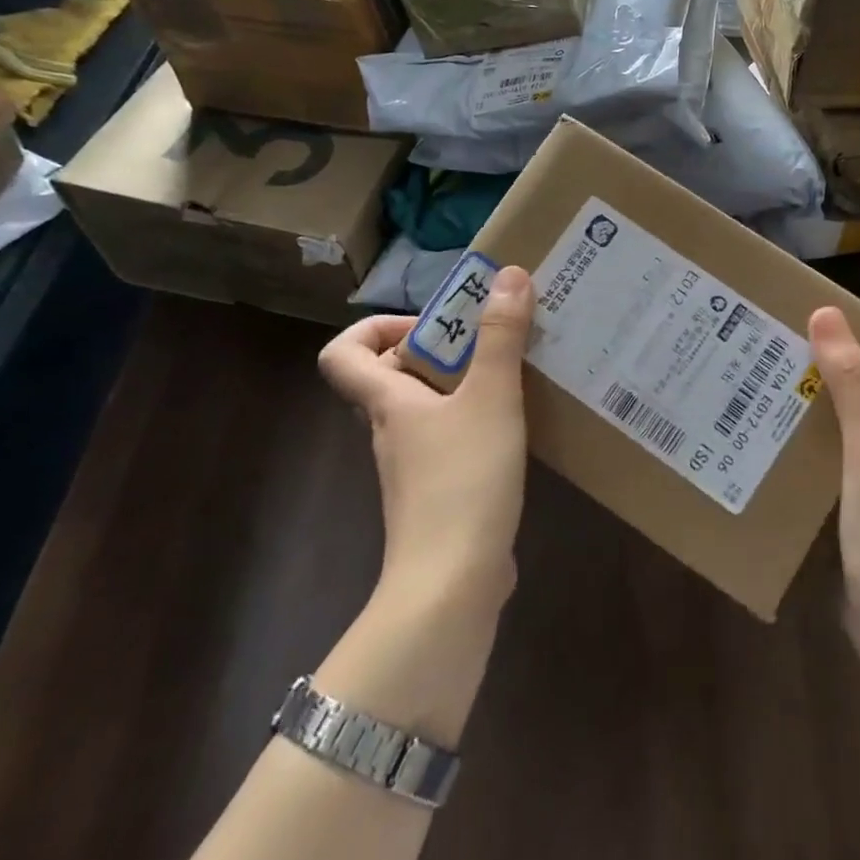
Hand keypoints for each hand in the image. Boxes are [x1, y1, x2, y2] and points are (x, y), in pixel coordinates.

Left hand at [319, 268, 534, 608]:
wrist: (452, 585)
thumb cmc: (463, 480)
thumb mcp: (491, 397)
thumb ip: (501, 336)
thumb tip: (510, 273)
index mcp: (389, 402)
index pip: (343, 356)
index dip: (374, 328)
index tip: (430, 323)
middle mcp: (391, 431)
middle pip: (391, 377)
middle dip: (438, 350)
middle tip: (488, 341)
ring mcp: (413, 467)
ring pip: (425, 409)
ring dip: (462, 386)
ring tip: (514, 375)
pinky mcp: (439, 496)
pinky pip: (449, 442)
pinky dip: (475, 424)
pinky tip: (517, 427)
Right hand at [809, 294, 859, 648]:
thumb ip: (853, 382)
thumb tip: (828, 312)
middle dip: (854, 347)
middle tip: (805, 323)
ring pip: (850, 413)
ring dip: (823, 387)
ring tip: (777, 365)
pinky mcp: (849, 499)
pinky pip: (828, 448)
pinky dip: (807, 430)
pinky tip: (773, 428)